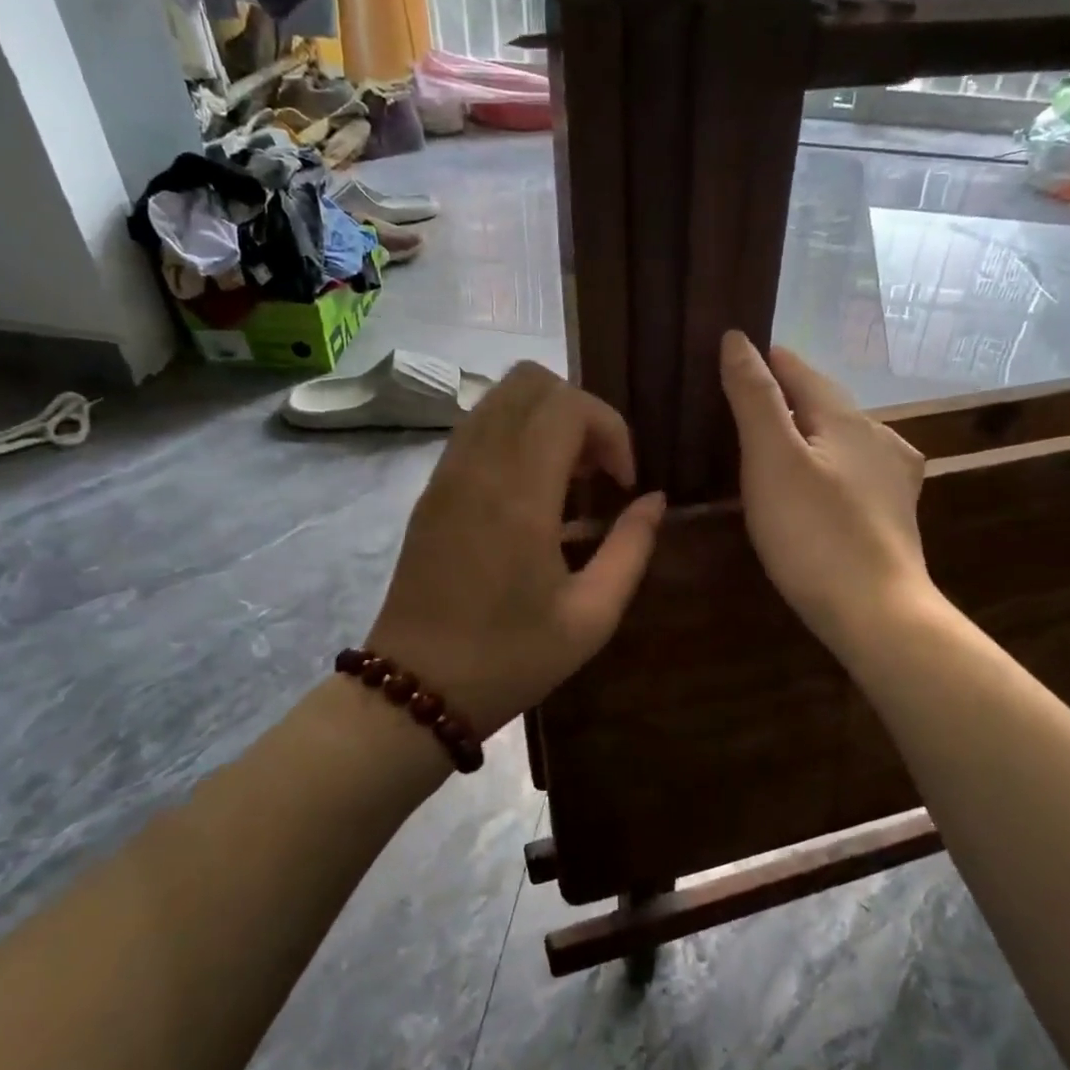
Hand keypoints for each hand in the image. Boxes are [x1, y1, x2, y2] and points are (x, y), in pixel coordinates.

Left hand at [367, 362, 664, 735]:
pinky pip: (477, 427)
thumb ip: (632, 548)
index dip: (611, 429)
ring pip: (499, 397)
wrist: (415, 688)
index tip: (622, 483)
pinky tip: (531, 493)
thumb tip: (654, 500)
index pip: (568, 405)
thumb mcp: (591, 616)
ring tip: (568, 480)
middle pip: (530, 381)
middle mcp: (477, 466)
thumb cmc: (510, 658)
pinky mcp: (431, 488)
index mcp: (519, 495)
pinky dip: (514, 435)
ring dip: (545, 420)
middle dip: (579, 411)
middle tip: (597, 471)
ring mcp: (446, 473)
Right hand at [719, 331, 930, 653]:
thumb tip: (737, 338)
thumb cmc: (815, 533)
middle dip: (785, 398)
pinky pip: (852, 474)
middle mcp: (879, 438)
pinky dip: (826, 467)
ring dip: (808, 433)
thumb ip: (755, 397)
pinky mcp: (894, 516)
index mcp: (849, 418)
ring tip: (771, 444)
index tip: (732, 355)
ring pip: (841, 440)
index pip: (800, 370)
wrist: (877, 614)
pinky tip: (817, 485)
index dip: (765, 360)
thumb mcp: (772, 459)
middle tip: (739, 403)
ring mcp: (893, 479)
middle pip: (823, 404)